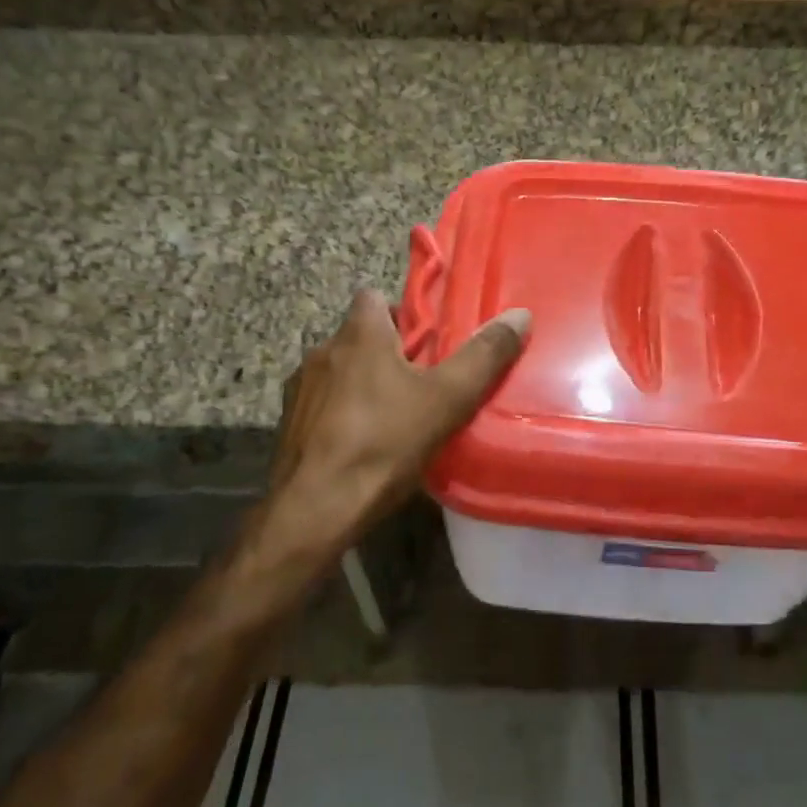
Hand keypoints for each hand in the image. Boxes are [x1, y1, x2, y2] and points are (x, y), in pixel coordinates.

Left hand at [247, 290, 530, 569]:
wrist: (314, 510)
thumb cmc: (383, 443)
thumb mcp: (447, 399)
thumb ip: (483, 356)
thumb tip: (519, 315)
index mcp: (358, 334)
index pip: (373, 296)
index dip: (401, 313)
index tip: (426, 342)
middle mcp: (323, 350)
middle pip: (359, 337)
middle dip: (387, 354)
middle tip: (421, 384)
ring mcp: (299, 388)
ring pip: (339, 372)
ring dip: (361, 385)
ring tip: (392, 417)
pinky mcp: (287, 424)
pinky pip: (321, 406)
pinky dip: (339, 415)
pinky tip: (360, 445)